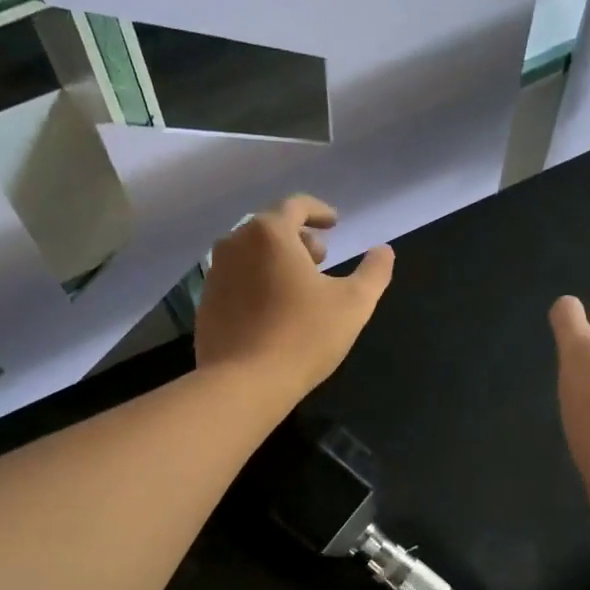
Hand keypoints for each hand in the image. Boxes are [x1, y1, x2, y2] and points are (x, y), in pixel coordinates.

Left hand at [194, 195, 394, 400]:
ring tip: (299, 286)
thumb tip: (384, 251)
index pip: (296, 206)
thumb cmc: (304, 336)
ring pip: (251, 254)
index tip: (334, 224)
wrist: (244, 383)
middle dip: (299, 238)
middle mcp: (235, 243)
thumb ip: (374, 272)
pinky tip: (273, 311)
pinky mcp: (206, 303)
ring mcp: (215, 273)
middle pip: (270, 228)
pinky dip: (257, 283)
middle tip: (321, 259)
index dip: (319, 212)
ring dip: (277, 261)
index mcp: (269, 233)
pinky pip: (237, 280)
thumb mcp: (354, 304)